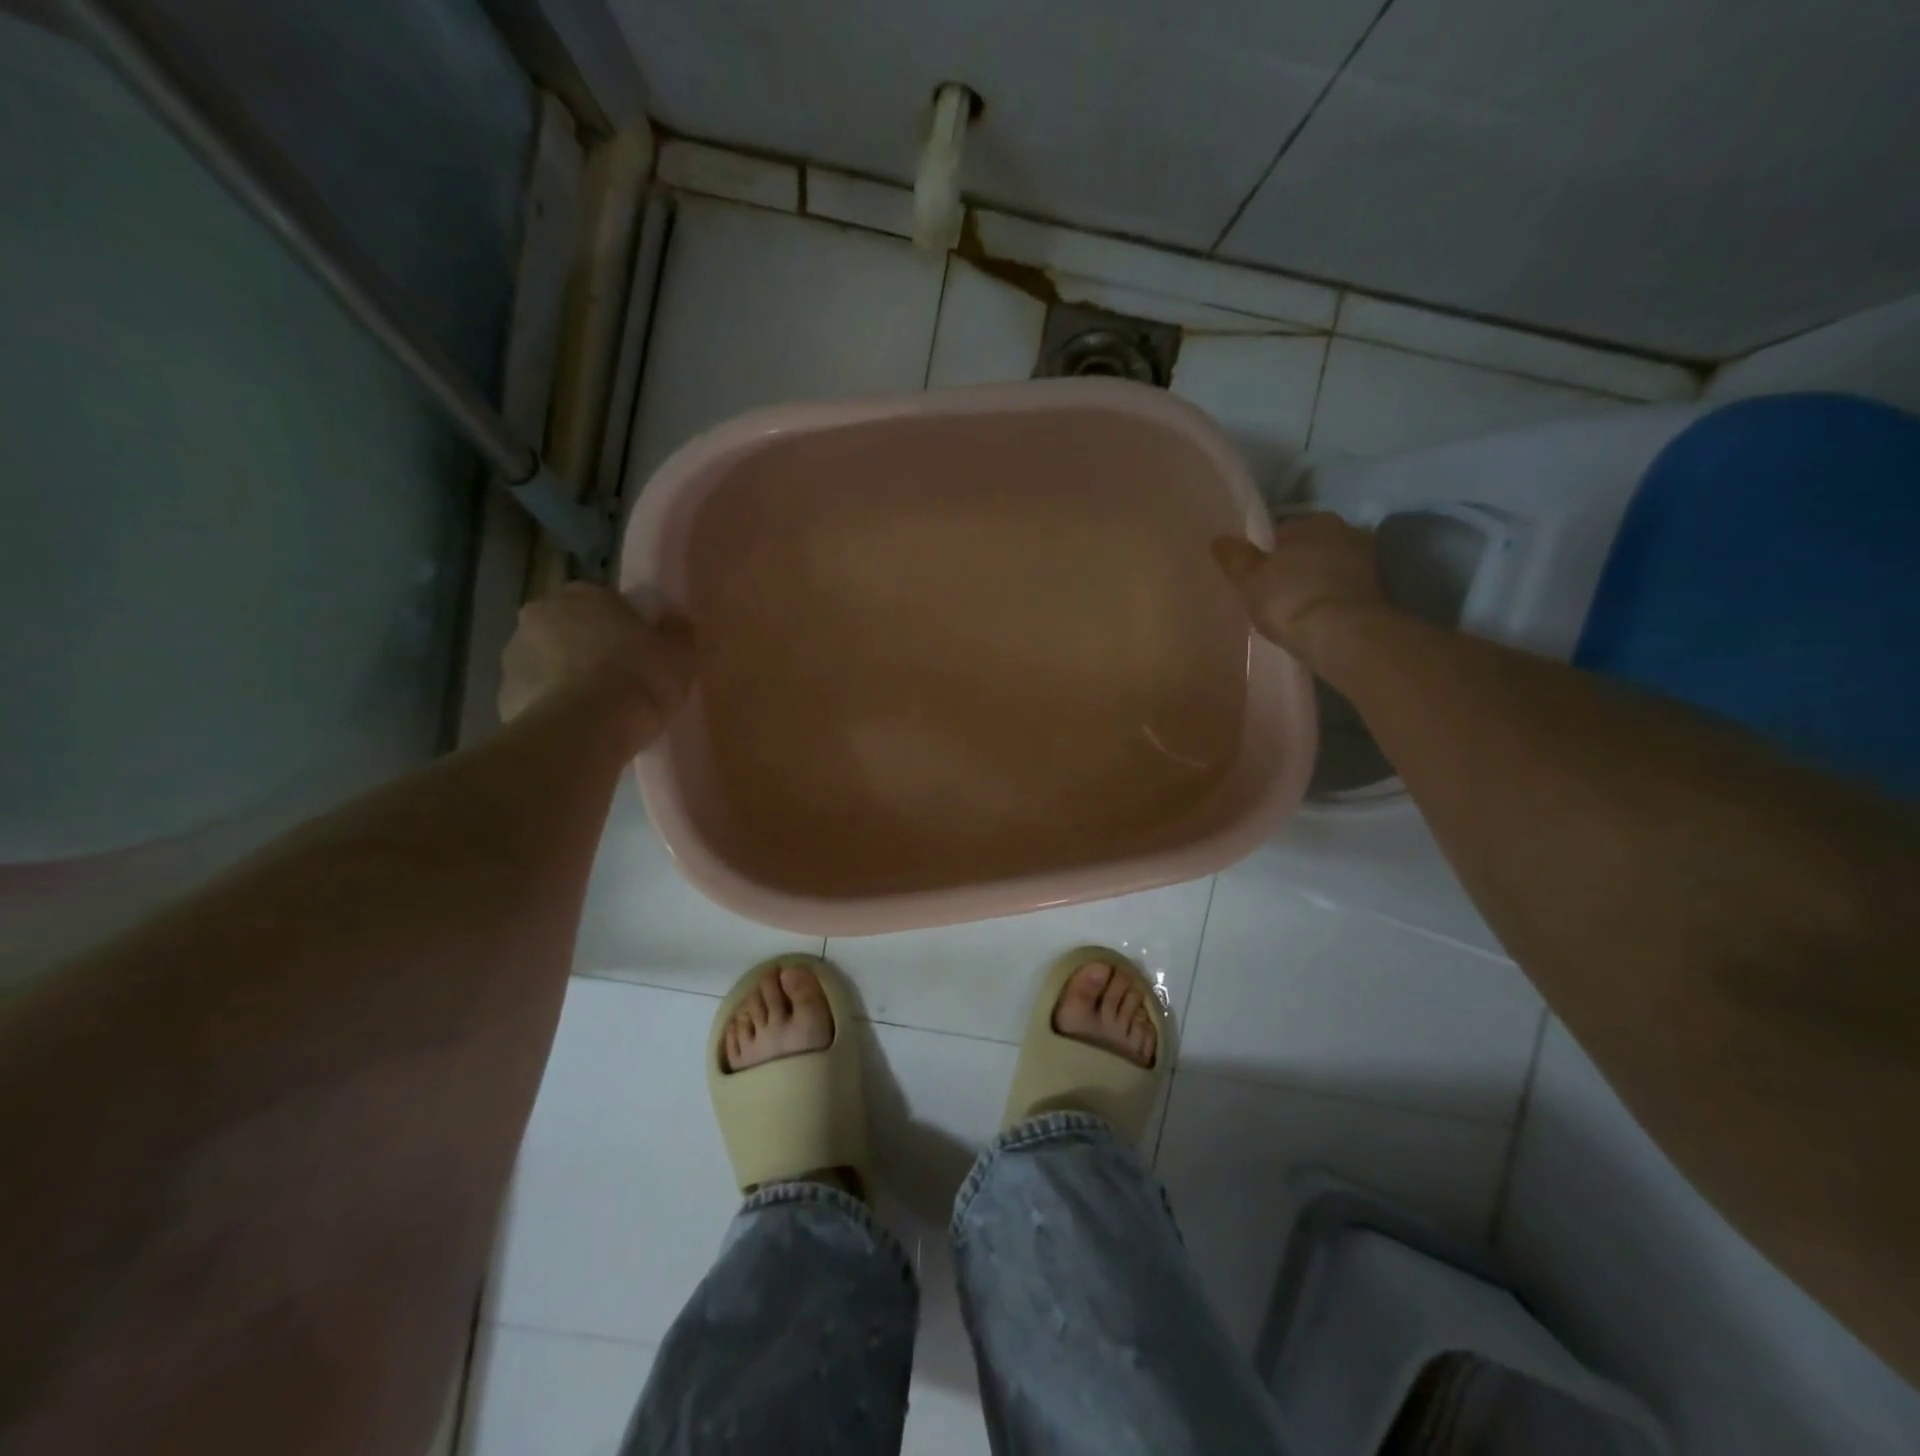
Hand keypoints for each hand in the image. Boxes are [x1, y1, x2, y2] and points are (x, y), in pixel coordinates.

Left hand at [498, 583, 695, 727]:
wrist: (588, 728)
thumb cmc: (640, 677)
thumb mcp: (681, 655)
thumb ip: (678, 633)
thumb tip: (675, 622)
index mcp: (582, 594)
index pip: (602, 600)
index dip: (622, 624)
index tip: (639, 649)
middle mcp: (539, 615)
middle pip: (568, 628)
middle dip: (587, 647)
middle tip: (618, 678)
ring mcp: (514, 656)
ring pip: (547, 662)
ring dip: (566, 677)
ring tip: (598, 709)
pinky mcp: (503, 697)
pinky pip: (536, 698)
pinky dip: (553, 708)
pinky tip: (579, 728)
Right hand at [1213, 512, 1389, 666]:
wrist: (1343, 635)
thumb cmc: (1289, 599)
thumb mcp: (1249, 580)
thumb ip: (1234, 558)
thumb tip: (1219, 539)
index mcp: (1313, 521)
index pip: (1282, 533)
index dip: (1267, 555)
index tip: (1258, 577)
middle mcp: (1345, 530)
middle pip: (1309, 548)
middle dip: (1295, 565)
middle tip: (1276, 593)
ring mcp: (1366, 560)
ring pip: (1328, 567)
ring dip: (1315, 581)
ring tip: (1296, 609)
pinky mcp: (1379, 589)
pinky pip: (1343, 589)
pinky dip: (1331, 598)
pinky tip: (1317, 617)